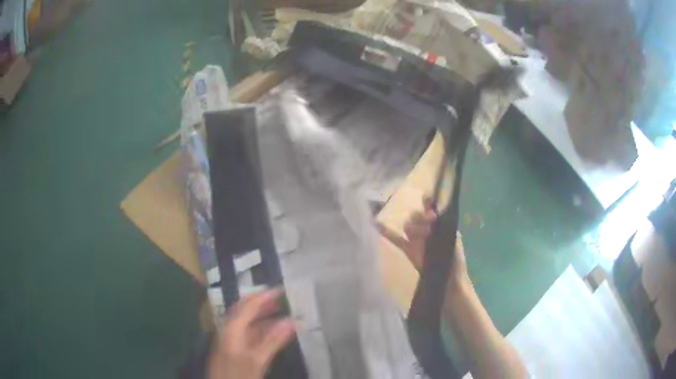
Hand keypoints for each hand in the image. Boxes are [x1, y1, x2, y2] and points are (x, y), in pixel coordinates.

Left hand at [208, 289, 295, 378]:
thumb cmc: (238, 373)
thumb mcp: (257, 359)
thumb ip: (273, 341)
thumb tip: (291, 322)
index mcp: (232, 328)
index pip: (248, 306)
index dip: (264, 296)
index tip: (281, 289)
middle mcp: (229, 329)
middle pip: (244, 310)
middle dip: (262, 302)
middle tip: (281, 298)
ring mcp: (231, 339)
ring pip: (247, 322)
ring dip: (263, 316)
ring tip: (281, 312)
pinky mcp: (234, 349)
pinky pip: (248, 333)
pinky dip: (261, 330)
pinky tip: (273, 333)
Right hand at [378, 196, 469, 292]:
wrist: (448, 280)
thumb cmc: (455, 260)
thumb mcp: (452, 239)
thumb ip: (442, 225)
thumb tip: (433, 212)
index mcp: (438, 224)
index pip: (430, 208)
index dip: (427, 203)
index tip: (427, 200)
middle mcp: (426, 228)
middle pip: (416, 215)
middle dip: (421, 217)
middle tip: (430, 223)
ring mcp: (415, 239)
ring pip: (407, 226)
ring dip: (413, 227)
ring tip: (423, 237)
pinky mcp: (408, 249)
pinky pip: (396, 239)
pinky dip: (386, 232)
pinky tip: (375, 223)